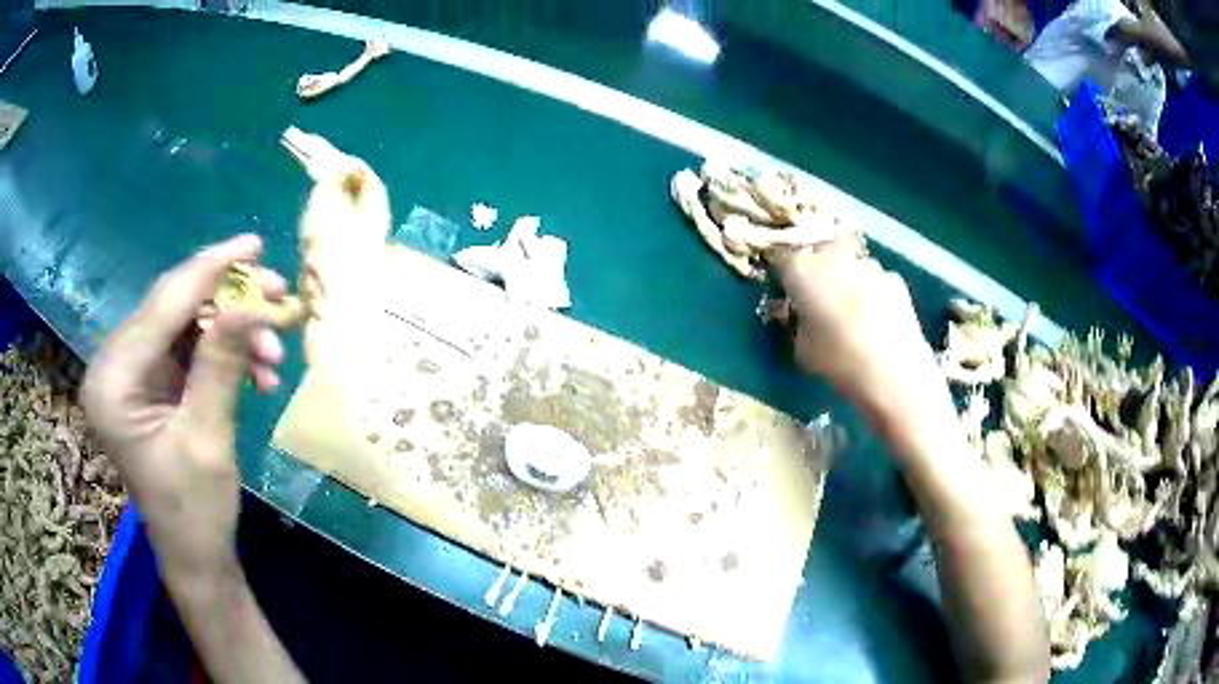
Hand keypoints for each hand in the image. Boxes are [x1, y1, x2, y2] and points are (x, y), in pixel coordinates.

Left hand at [82, 235, 285, 578]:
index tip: (254, 245)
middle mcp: (114, 366)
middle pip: (173, 308)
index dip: (210, 270)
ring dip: (232, 333)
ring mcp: (132, 374)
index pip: (162, 306)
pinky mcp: (150, 383)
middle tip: (278, 298)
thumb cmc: (195, 511)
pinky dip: (224, 354)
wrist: (195, 556)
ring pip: (186, 325)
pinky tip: (257, 373)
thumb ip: (221, 364)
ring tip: (273, 357)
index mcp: (113, 381)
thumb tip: (250, 302)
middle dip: (228, 302)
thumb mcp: (208, 439)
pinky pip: (189, 349)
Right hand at [771, 242, 946, 427]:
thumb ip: (797, 324)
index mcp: (802, 270)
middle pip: (819, 256)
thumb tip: (803, 318)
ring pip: (850, 266)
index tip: (787, 295)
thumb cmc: (838, 361)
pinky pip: (876, 281)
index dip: (785, 279)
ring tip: (852, 313)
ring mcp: (868, 264)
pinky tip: (877, 320)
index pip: (783, 261)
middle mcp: (834, 257)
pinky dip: (873, 293)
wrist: (893, 372)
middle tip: (820, 302)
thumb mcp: (800, 349)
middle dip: (818, 274)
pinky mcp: (895, 278)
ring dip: (847, 281)